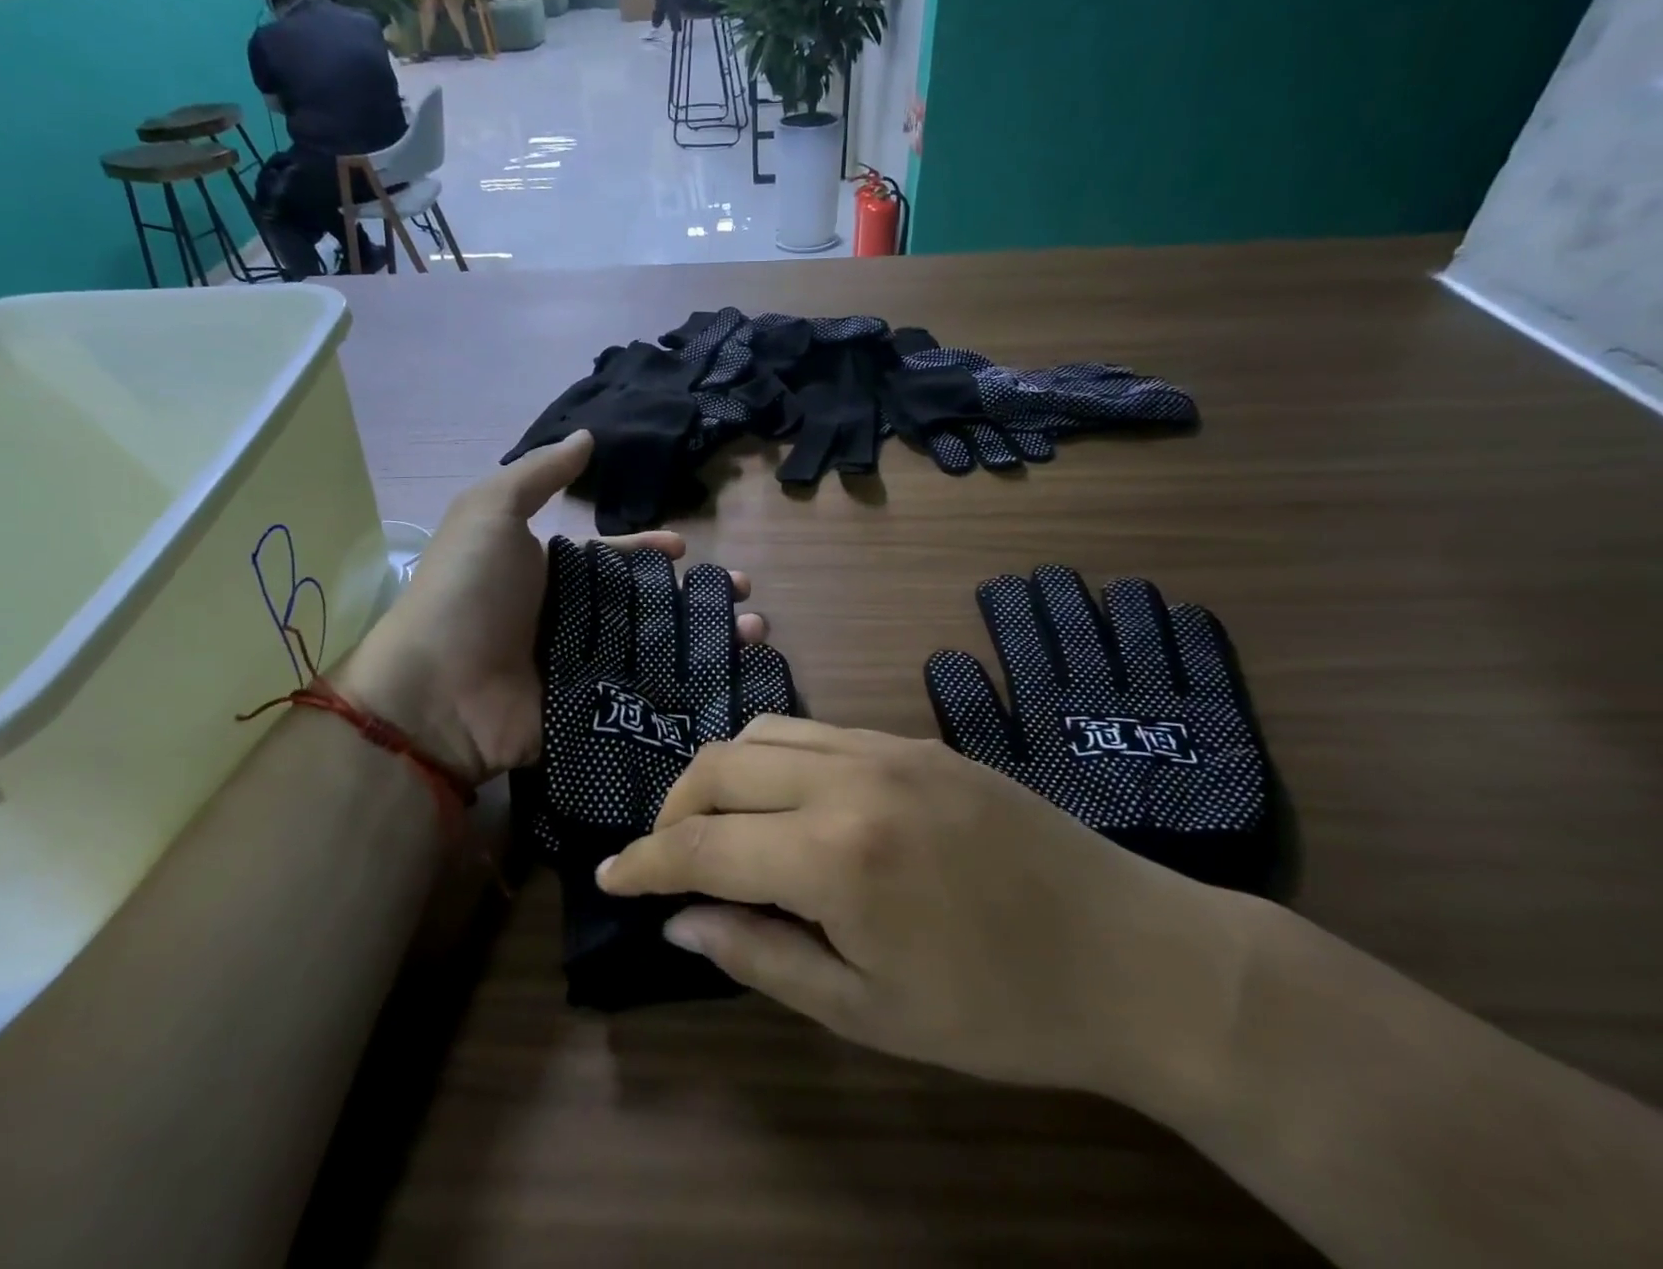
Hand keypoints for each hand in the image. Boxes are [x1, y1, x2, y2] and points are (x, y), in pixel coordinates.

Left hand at [340, 432, 766, 784]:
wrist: (435, 692)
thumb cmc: (467, 591)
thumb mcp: (490, 512)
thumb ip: (538, 474)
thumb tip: (586, 436)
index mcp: (552, 574)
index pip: (614, 560)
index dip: (649, 552)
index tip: (685, 549)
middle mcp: (572, 620)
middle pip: (647, 605)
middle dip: (695, 596)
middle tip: (744, 594)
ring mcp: (585, 669)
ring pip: (660, 649)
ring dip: (708, 638)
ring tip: (754, 631)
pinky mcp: (593, 712)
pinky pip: (650, 694)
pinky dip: (691, 685)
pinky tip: (735, 674)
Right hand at [597, 717, 1258, 1111]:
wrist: (1135, 954)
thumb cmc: (1002, 1010)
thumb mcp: (869, 1013)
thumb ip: (762, 956)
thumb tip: (681, 921)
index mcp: (835, 856)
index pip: (703, 846)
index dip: (645, 862)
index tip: (610, 879)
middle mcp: (849, 778)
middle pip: (720, 765)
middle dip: (673, 810)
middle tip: (665, 859)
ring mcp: (886, 747)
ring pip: (763, 732)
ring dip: (720, 775)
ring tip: (720, 828)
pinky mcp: (916, 739)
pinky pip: (816, 731)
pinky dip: (774, 759)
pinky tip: (788, 804)